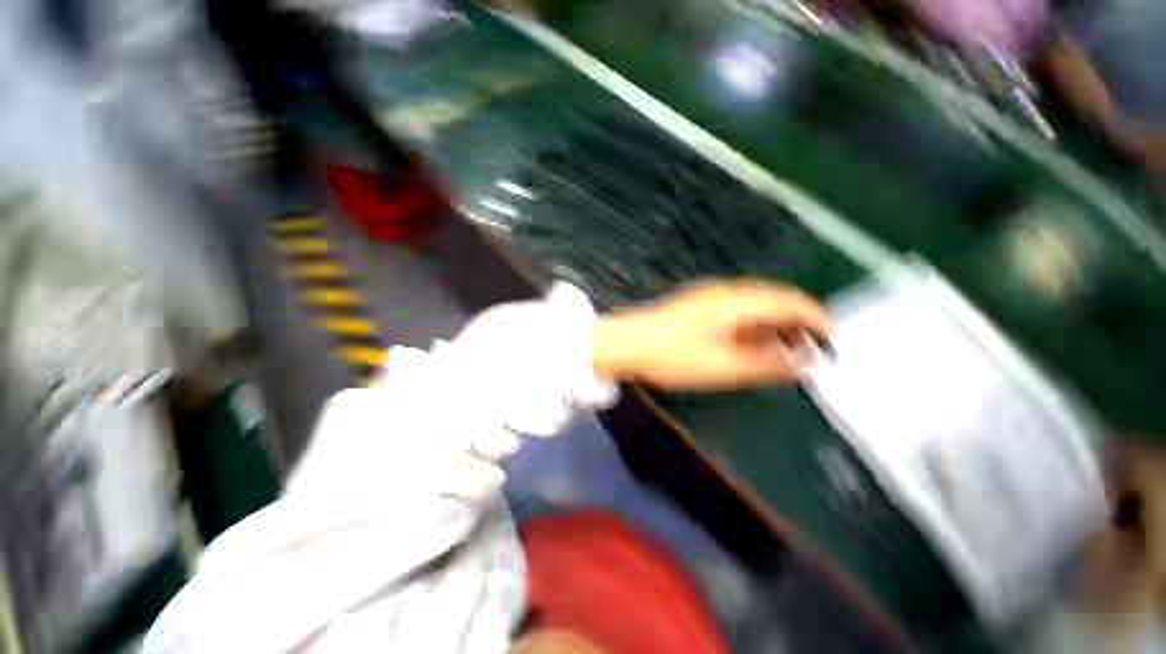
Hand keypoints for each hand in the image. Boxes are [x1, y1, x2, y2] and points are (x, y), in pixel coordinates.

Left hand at [591, 281, 833, 389]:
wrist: (626, 344)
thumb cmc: (674, 355)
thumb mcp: (724, 366)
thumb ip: (766, 363)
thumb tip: (802, 362)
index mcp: (737, 301)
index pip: (790, 301)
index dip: (816, 319)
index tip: (833, 341)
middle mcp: (726, 292)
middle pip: (774, 301)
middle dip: (796, 324)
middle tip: (810, 352)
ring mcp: (708, 297)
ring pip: (754, 307)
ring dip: (773, 327)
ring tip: (785, 353)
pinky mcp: (696, 307)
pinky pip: (735, 312)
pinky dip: (751, 327)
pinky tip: (751, 345)